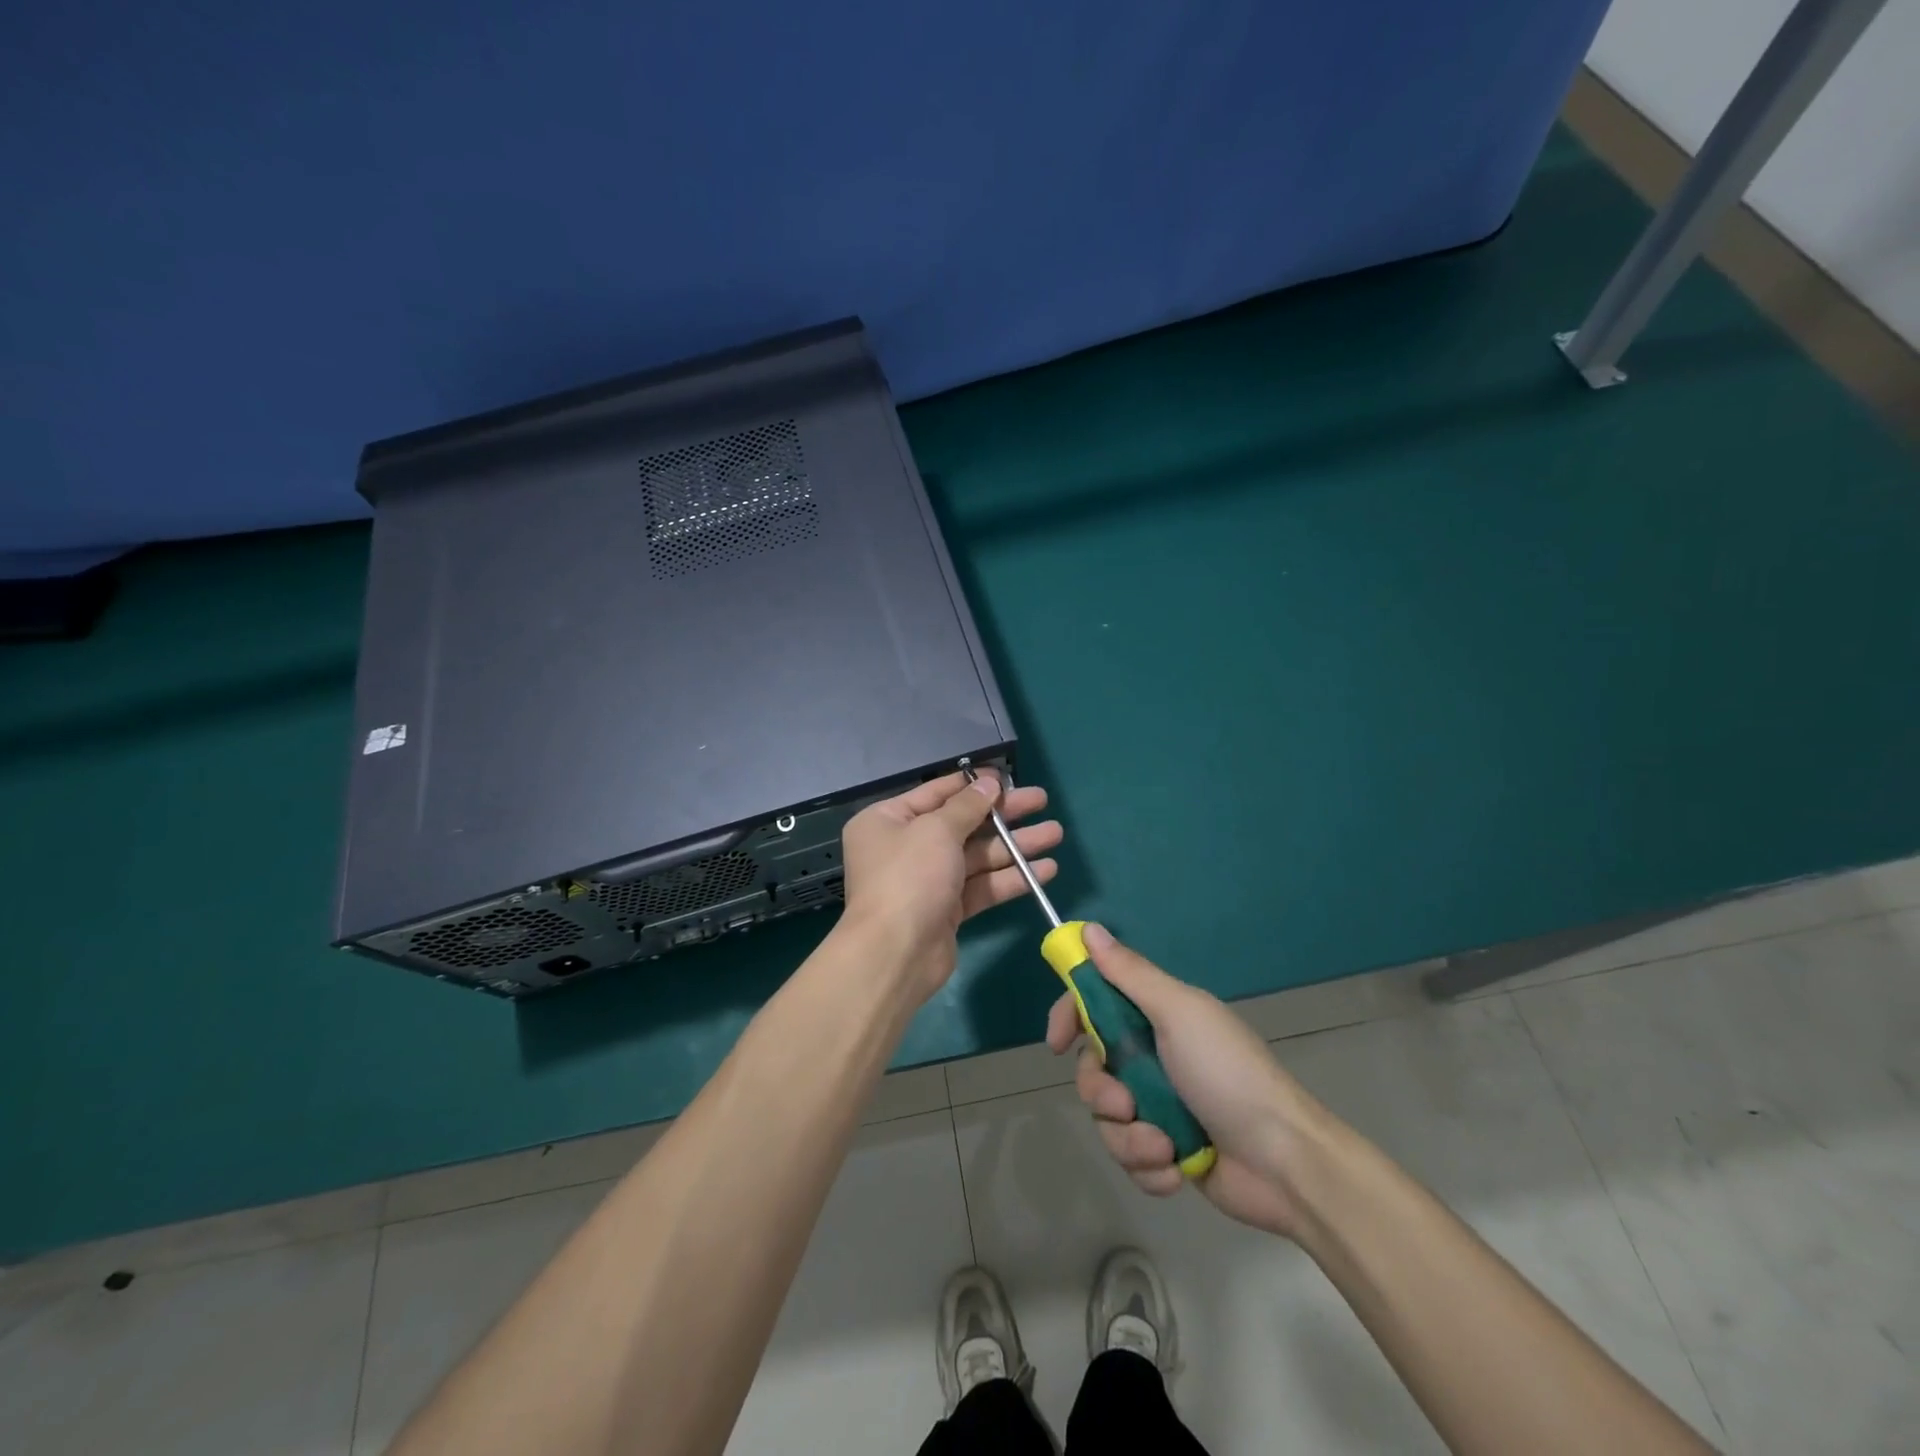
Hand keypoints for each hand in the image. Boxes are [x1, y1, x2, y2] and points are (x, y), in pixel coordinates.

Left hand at [840, 770, 1061, 1001]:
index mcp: (888, 820)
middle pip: (963, 823)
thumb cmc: (909, 877)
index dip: (973, 784)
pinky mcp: (948, 909)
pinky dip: (1011, 877)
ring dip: (1016, 845)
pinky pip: (982, 885)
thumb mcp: (937, 830)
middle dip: (1004, 815)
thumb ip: (967, 806)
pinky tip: (1045, 870)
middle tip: (1042, 800)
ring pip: (977, 855)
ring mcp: (928, 880)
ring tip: (1056, 833)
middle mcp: (905, 847)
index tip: (1007, 777)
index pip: (937, 793)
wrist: (895, 954)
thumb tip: (989, 784)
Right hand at [1046, 924, 1329, 1238]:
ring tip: (1163, 1146)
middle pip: (1092, 1067)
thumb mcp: (1179, 1013)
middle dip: (1102, 1091)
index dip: (1070, 1016)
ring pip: (1107, 1118)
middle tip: (1126, 1104)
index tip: (1056, 1042)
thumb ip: (1130, 973)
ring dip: (1129, 1137)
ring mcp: (1159, 1105)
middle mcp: (1152, 1056)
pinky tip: (1175, 1170)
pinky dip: (1148, 1167)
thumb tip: (1089, 929)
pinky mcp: (1167, 1152)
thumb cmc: (1228, 1074)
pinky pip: (1130, 1157)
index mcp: (1156, 1016)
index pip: (1095, 1003)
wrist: (1285, 1162)